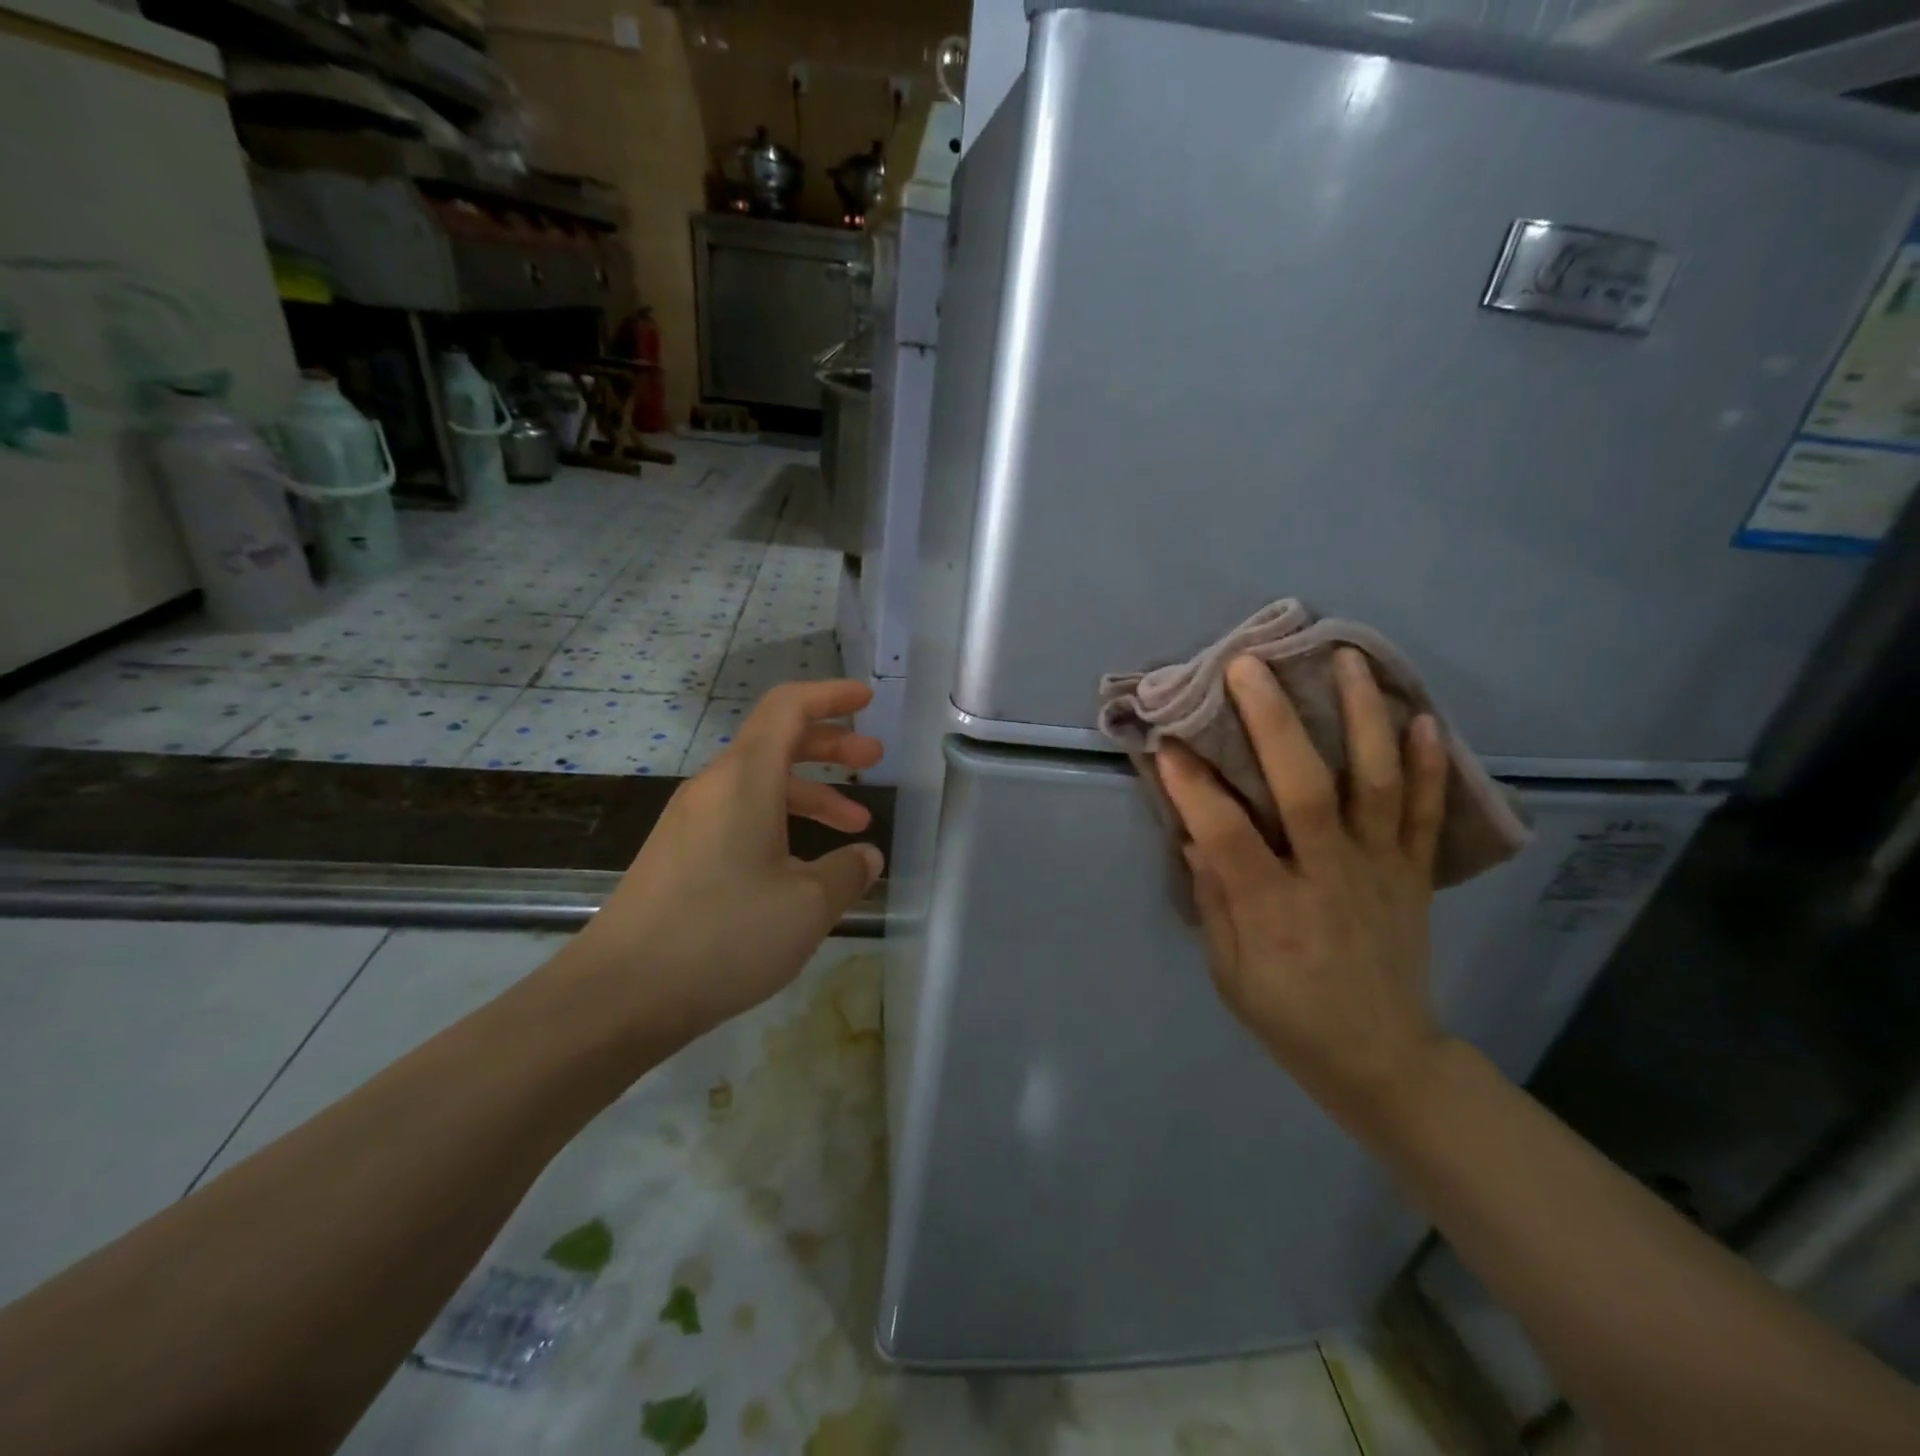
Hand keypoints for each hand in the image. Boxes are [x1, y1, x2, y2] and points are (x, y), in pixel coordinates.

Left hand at [569, 679, 885, 1045]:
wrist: (620, 994)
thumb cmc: (724, 935)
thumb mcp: (807, 906)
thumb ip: (847, 873)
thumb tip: (866, 857)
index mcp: (744, 779)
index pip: (788, 707)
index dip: (830, 695)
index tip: (866, 699)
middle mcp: (713, 787)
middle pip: (777, 741)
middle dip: (830, 744)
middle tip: (873, 759)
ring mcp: (690, 821)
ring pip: (760, 785)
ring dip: (810, 793)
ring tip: (853, 826)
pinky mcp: (678, 854)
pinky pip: (739, 816)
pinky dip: (780, 821)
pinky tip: (800, 865)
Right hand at [1158, 650, 1451, 1121]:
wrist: (1383, 1059)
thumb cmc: (1288, 1017)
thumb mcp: (1229, 972)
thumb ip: (1213, 900)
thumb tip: (1195, 833)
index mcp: (1273, 910)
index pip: (1226, 832)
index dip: (1192, 785)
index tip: (1167, 740)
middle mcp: (1329, 877)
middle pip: (1304, 788)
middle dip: (1272, 722)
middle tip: (1248, 666)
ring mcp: (1380, 870)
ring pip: (1375, 783)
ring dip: (1361, 716)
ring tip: (1346, 659)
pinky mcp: (1414, 874)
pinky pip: (1427, 814)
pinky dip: (1428, 764)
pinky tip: (1420, 716)